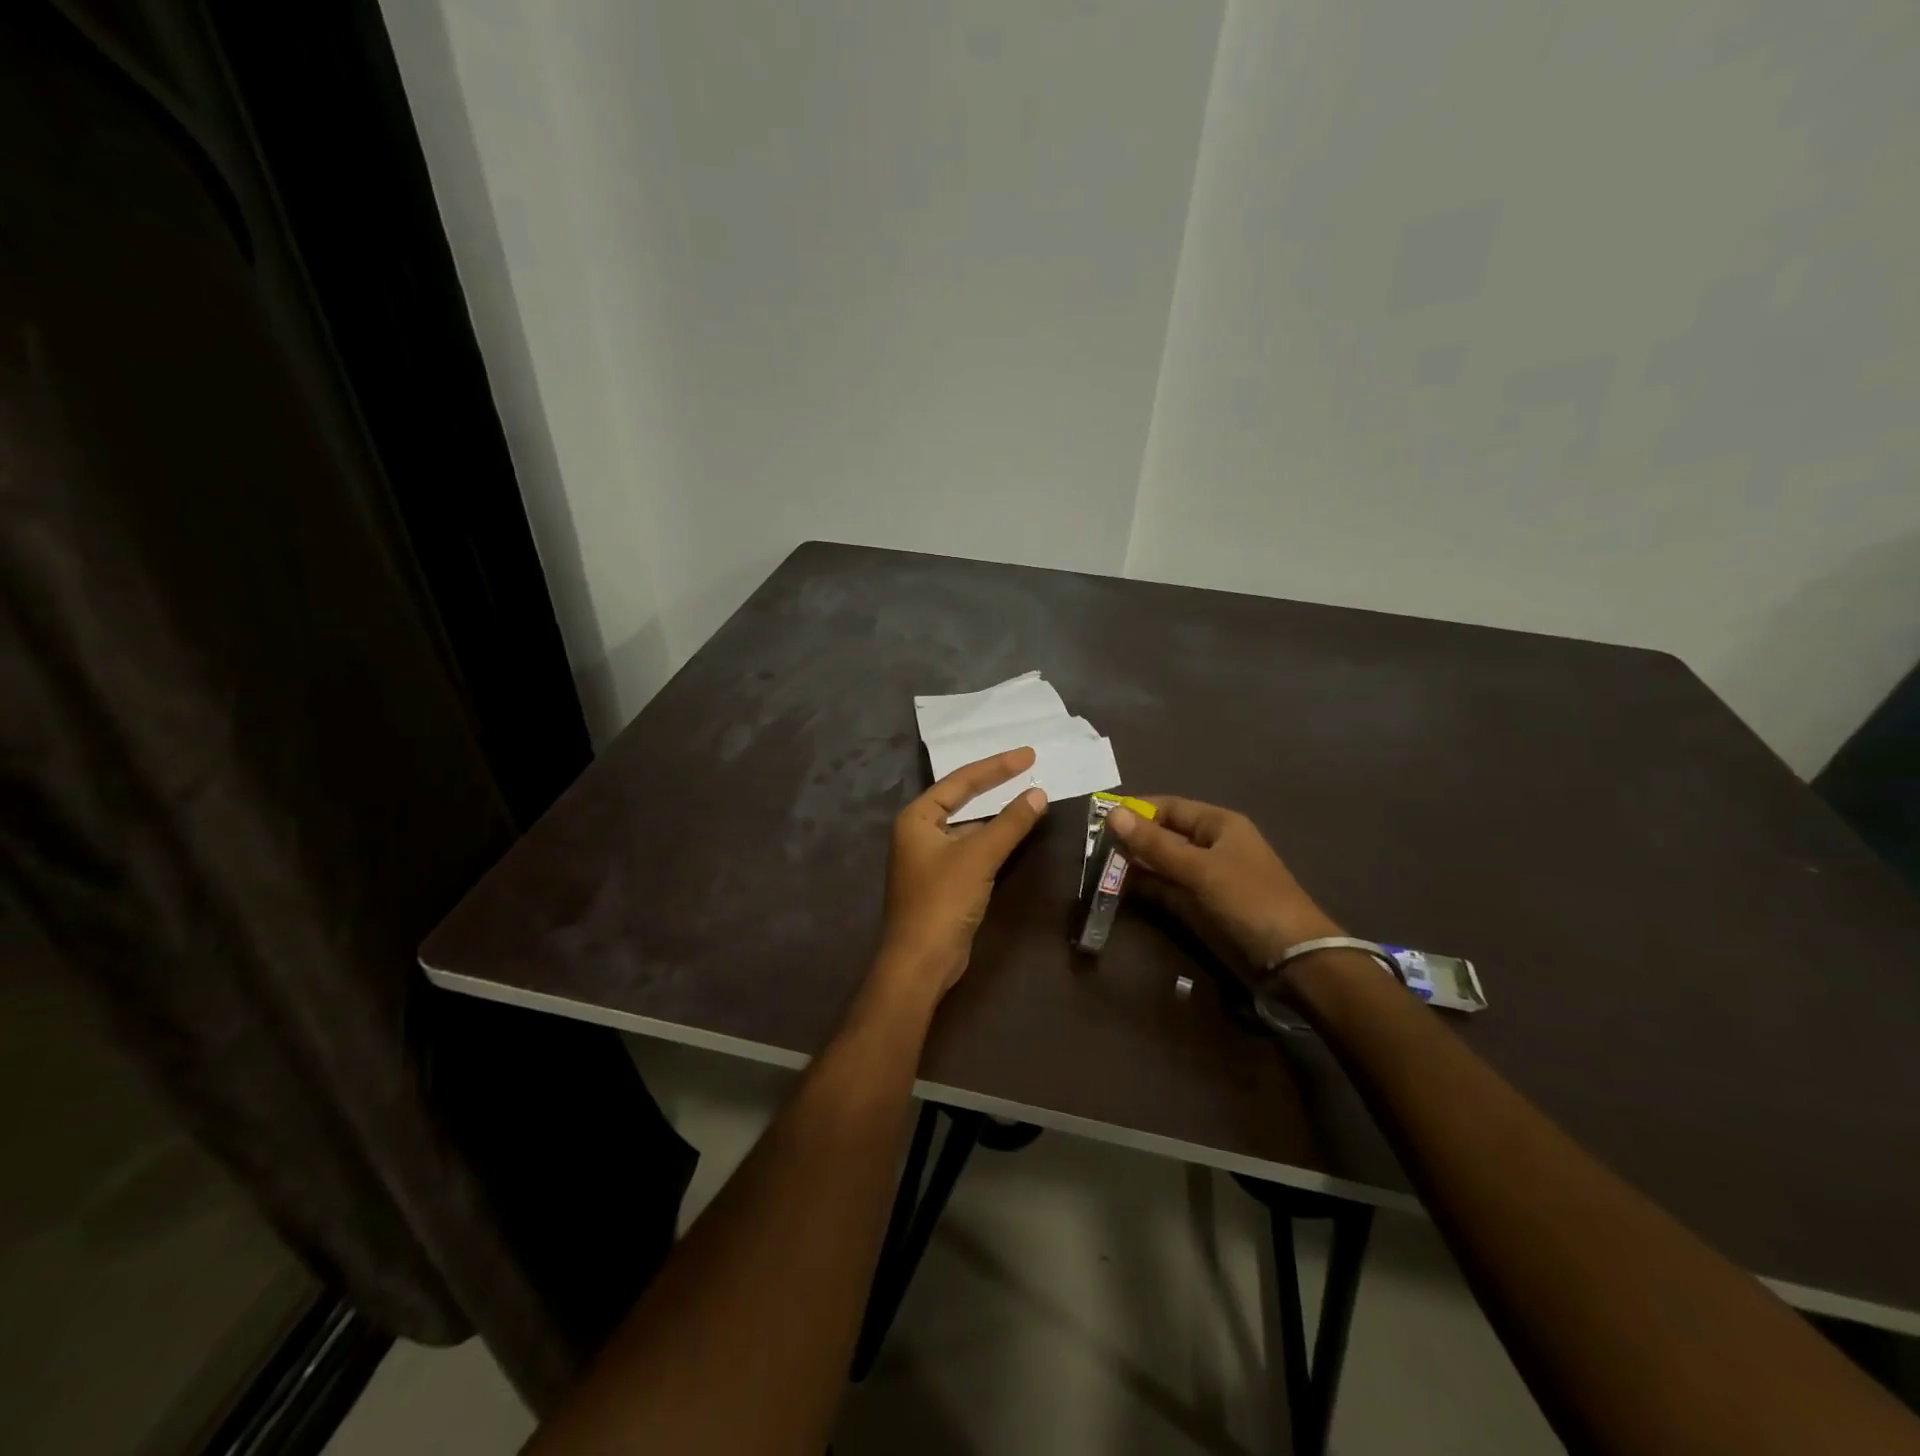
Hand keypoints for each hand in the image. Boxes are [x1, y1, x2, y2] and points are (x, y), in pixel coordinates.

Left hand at [875, 748, 1048, 1002]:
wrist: (921, 961)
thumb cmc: (942, 901)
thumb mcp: (979, 857)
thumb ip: (1010, 823)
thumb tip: (1038, 794)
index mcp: (916, 818)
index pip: (960, 781)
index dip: (996, 766)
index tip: (1028, 755)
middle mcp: (918, 832)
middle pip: (961, 799)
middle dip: (994, 783)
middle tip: (1028, 767)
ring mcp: (929, 857)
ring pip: (967, 825)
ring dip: (995, 813)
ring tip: (1027, 796)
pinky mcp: (942, 880)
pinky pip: (970, 847)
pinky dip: (992, 838)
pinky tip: (1014, 833)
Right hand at [1107, 797, 1340, 971]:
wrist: (1292, 959)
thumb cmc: (1249, 900)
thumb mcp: (1199, 869)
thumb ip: (1155, 844)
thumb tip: (1112, 814)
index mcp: (1218, 824)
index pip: (1168, 807)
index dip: (1136, 811)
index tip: (1099, 820)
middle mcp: (1210, 846)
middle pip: (1162, 835)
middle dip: (1131, 840)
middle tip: (1092, 849)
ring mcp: (1205, 878)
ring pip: (1161, 864)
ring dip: (1134, 866)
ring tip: (1097, 869)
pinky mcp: (1200, 906)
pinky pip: (1166, 889)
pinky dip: (1145, 888)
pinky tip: (1119, 890)